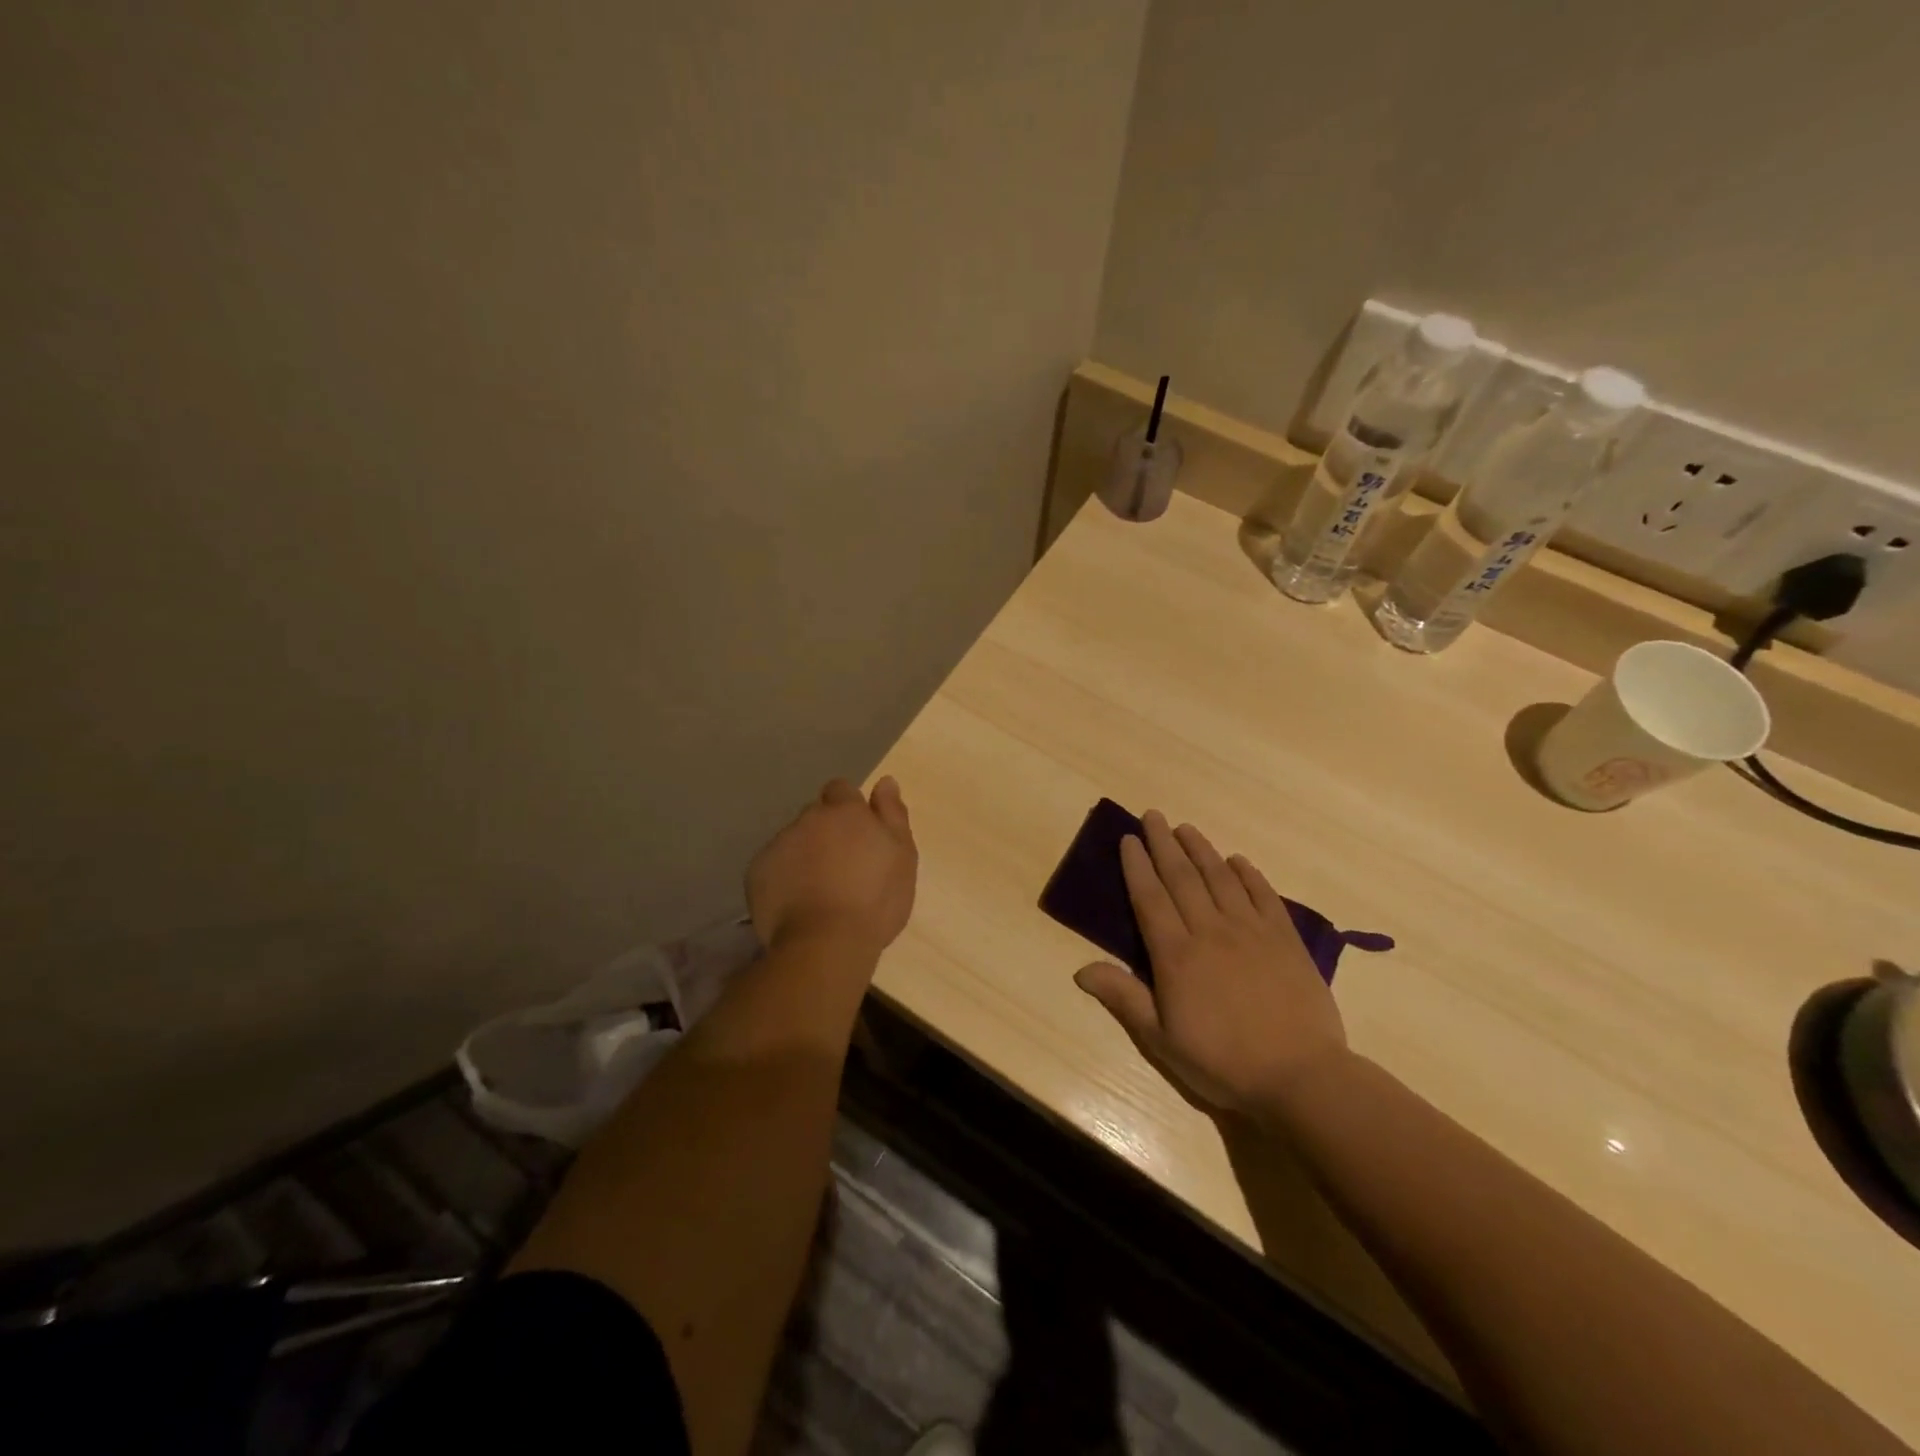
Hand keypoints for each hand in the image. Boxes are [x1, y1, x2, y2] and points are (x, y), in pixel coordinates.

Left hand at [747, 777, 917, 956]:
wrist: (825, 944)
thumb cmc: (875, 899)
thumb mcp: (902, 856)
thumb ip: (893, 815)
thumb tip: (885, 781)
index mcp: (844, 812)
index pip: (840, 789)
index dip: (848, 808)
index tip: (858, 834)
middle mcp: (808, 819)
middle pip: (815, 816)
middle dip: (826, 832)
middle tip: (842, 867)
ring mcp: (778, 845)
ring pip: (793, 841)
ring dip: (804, 855)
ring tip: (818, 891)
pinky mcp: (756, 873)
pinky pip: (773, 867)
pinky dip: (783, 878)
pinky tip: (797, 903)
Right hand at [1073, 811, 1346, 1116]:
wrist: (1301, 1077)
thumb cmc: (1223, 1062)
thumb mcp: (1162, 1040)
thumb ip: (1124, 998)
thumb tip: (1080, 970)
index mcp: (1176, 955)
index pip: (1150, 898)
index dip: (1137, 866)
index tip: (1128, 839)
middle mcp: (1210, 931)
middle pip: (1182, 878)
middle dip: (1164, 843)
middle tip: (1153, 815)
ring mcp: (1251, 931)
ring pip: (1220, 878)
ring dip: (1201, 849)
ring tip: (1186, 828)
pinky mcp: (1285, 939)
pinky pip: (1263, 895)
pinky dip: (1249, 874)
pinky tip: (1238, 860)